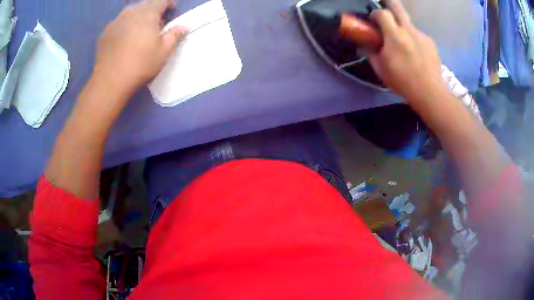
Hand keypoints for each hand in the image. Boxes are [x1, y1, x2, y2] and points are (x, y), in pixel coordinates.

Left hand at [94, 0, 186, 96]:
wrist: (110, 81)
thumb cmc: (140, 65)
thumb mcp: (164, 52)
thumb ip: (175, 35)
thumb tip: (183, 26)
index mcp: (148, 14)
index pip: (161, 0)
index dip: (168, 3)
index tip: (172, 11)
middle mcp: (131, 13)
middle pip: (145, 4)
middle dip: (153, 10)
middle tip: (156, 24)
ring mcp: (116, 22)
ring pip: (130, 12)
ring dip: (138, 16)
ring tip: (139, 29)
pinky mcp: (105, 33)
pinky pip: (118, 22)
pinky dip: (124, 25)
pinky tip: (124, 38)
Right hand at [368, 0, 444, 101]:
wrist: (430, 92)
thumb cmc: (403, 81)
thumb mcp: (381, 69)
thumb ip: (371, 54)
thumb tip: (365, 47)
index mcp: (394, 35)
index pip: (381, 13)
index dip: (375, 14)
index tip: (373, 21)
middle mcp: (408, 30)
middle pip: (397, 6)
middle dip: (389, 3)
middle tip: (386, 10)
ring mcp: (421, 35)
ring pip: (409, 23)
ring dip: (403, 28)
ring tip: (404, 44)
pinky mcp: (431, 43)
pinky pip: (419, 35)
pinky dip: (414, 40)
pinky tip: (416, 54)